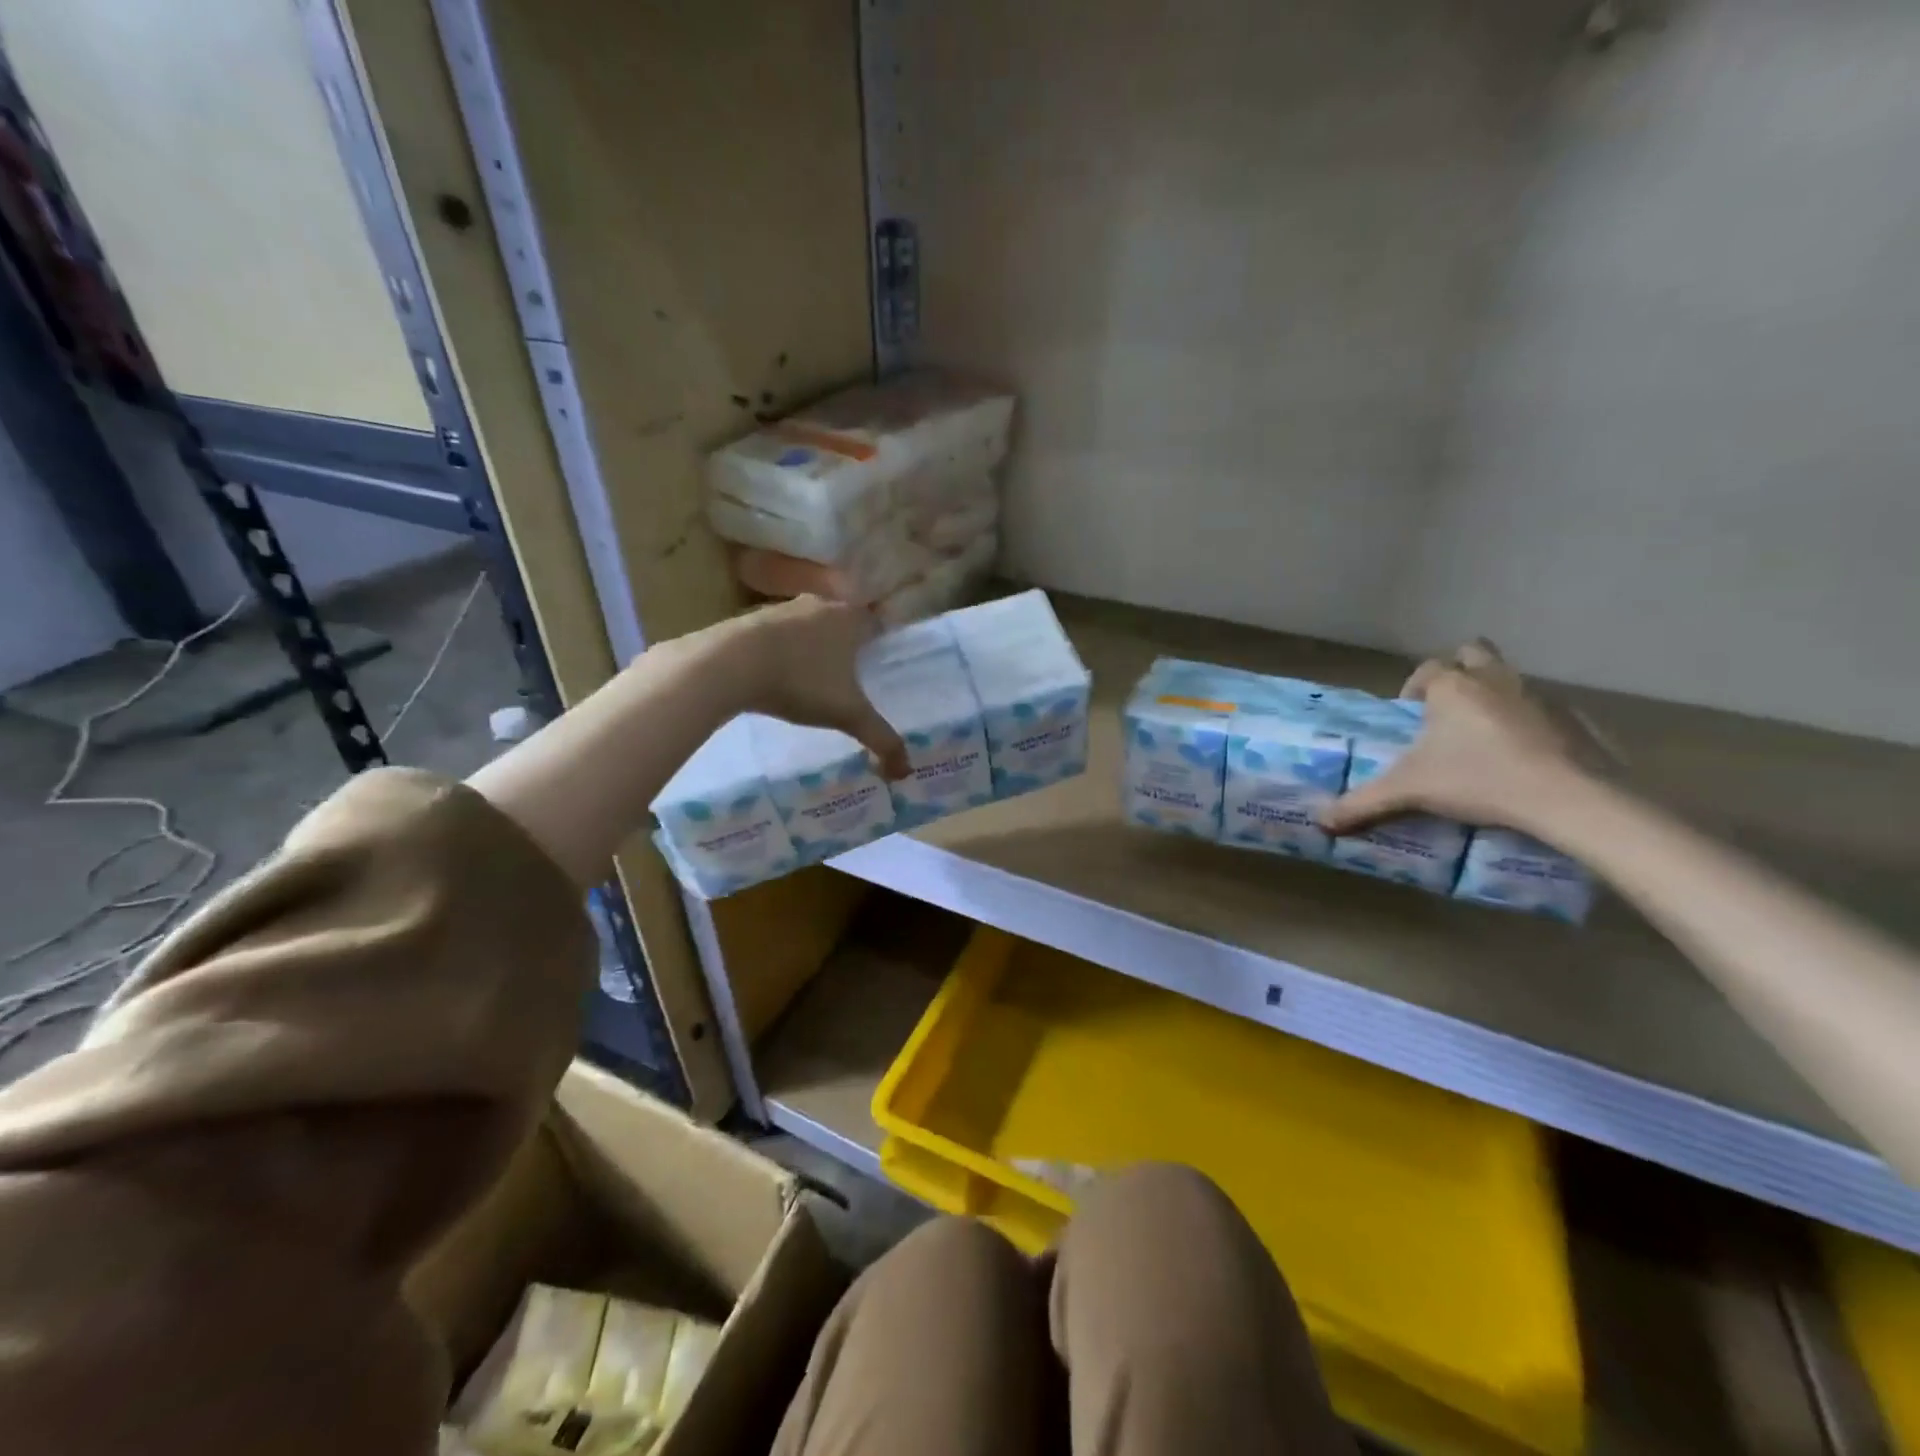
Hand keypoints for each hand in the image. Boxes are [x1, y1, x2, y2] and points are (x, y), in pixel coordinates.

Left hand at [733, 596, 910, 777]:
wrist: (728, 665)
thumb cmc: (801, 682)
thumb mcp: (848, 715)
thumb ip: (881, 739)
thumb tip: (906, 772)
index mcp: (849, 618)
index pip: (876, 623)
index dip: (881, 642)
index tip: (881, 665)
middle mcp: (819, 604)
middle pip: (841, 621)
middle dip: (847, 645)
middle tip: (851, 676)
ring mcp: (781, 610)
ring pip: (807, 626)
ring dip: (812, 647)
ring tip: (814, 678)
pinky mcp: (749, 621)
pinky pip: (777, 636)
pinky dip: (782, 652)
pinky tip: (777, 676)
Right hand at [1319, 639, 1591, 834]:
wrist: (1567, 796)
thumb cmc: (1477, 779)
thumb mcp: (1408, 792)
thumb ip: (1362, 803)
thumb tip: (1319, 821)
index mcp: (1452, 688)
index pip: (1427, 669)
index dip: (1414, 687)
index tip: (1410, 714)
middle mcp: (1494, 681)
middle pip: (1475, 653)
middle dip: (1460, 670)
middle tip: (1447, 706)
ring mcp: (1538, 696)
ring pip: (1510, 679)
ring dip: (1494, 695)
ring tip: (1481, 735)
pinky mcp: (1575, 719)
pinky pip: (1543, 708)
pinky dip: (1529, 723)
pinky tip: (1522, 755)